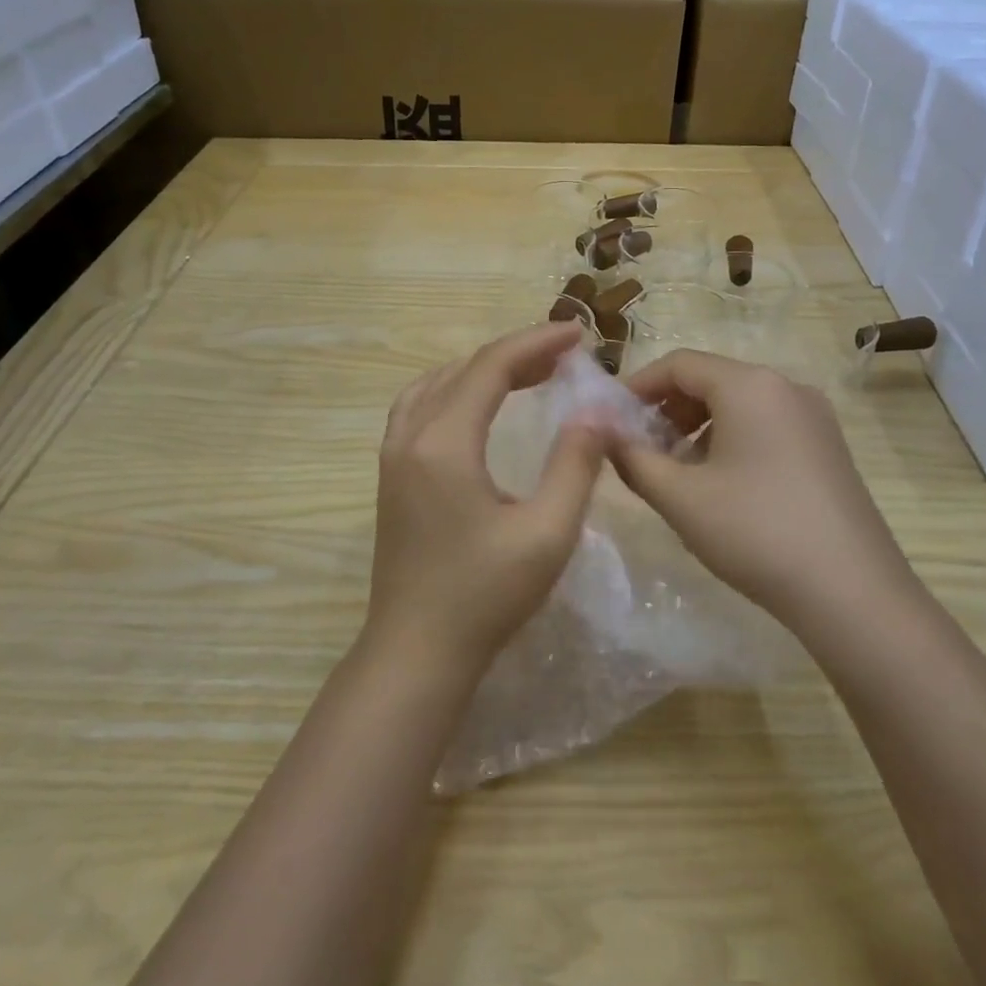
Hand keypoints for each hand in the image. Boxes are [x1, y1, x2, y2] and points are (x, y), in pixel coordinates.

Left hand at [365, 322, 606, 677]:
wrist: (416, 652)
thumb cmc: (484, 596)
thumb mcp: (546, 533)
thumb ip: (574, 466)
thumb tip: (595, 414)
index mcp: (444, 443)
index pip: (491, 367)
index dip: (537, 342)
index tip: (579, 334)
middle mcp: (410, 437)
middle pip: (463, 370)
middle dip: (516, 353)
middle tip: (564, 353)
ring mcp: (393, 456)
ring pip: (435, 384)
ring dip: (482, 369)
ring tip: (527, 372)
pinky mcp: (391, 476)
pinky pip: (419, 407)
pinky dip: (454, 389)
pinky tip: (477, 405)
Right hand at [607, 350, 913, 630]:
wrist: (851, 592)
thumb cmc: (754, 532)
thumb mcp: (680, 497)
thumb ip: (633, 458)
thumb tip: (604, 434)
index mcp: (750, 385)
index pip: (680, 364)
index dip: (639, 386)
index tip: (612, 418)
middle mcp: (786, 387)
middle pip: (712, 380)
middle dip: (668, 408)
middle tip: (641, 448)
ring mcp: (814, 417)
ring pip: (740, 404)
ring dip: (698, 426)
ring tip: (677, 470)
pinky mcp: (828, 447)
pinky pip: (767, 425)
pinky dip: (732, 440)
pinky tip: (720, 484)